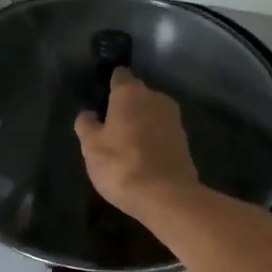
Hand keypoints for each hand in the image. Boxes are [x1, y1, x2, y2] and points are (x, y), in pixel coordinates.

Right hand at [74, 68, 198, 221]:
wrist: (165, 195)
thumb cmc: (121, 165)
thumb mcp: (91, 147)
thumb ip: (86, 126)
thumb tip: (88, 114)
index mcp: (130, 93)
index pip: (119, 76)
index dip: (110, 85)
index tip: (101, 100)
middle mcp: (156, 98)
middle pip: (137, 94)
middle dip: (125, 105)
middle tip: (110, 126)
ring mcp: (174, 118)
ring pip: (151, 113)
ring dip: (141, 123)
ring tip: (126, 144)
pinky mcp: (184, 140)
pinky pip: (162, 131)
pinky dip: (153, 138)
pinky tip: (143, 156)